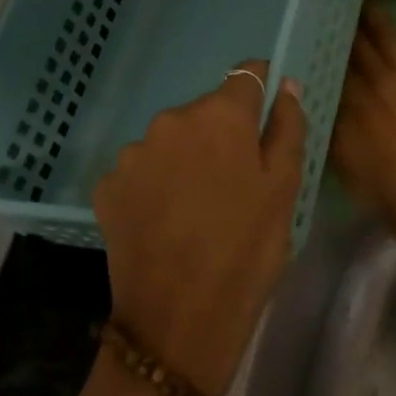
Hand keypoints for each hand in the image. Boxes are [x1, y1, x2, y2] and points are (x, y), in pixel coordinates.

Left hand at [93, 61, 306, 395]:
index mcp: (219, 115)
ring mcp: (133, 153)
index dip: (260, 90)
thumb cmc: (247, 250)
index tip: (266, 118)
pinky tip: (167, 221)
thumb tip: (284, 85)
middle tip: (237, 182)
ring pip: (172, 141)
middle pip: (206, 112)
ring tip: (199, 207)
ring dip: (187, 159)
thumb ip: (287, 127)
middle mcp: (170, 121)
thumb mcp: (285, 189)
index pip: (246, 76)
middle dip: (223, 135)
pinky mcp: (107, 186)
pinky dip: (157, 185)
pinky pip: (143, 171)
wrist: (178, 320)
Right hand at [329, 0, 395, 235]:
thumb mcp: (337, 158)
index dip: (322, 45)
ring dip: (374, 12)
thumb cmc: (380, 187)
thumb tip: (312, 96)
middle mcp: (371, 80)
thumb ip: (325, 124)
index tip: (314, 28)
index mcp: (345, 101)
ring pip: (385, 34)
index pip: (330, 64)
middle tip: (334, 0)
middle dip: (344, 23)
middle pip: (354, 44)